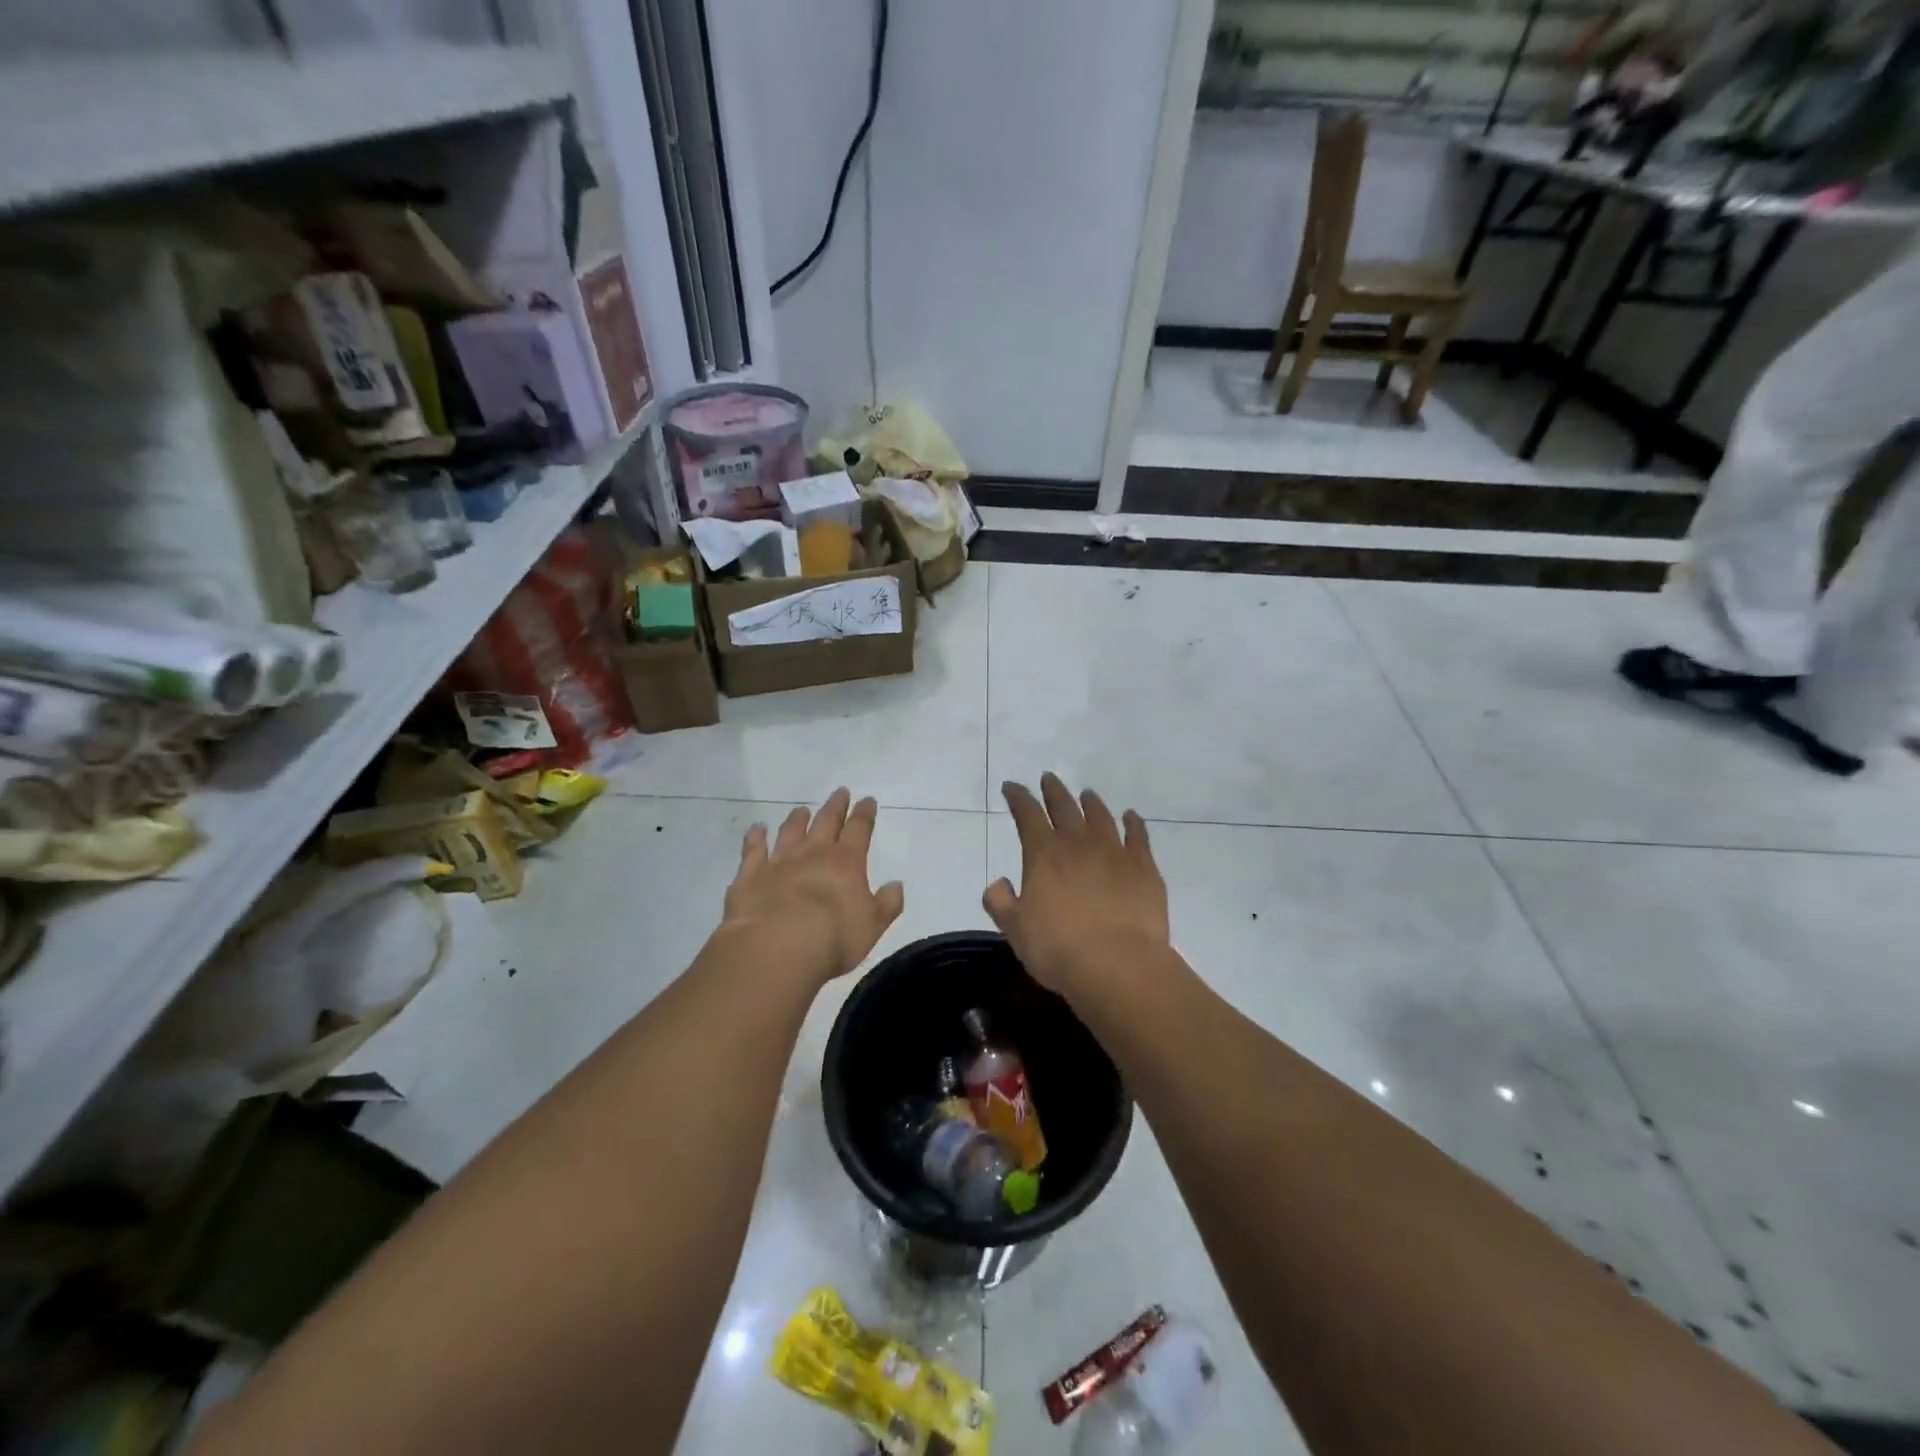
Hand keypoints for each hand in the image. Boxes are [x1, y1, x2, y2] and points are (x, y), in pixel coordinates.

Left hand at [719, 788, 905, 985]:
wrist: (777, 947)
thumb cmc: (833, 939)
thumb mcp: (872, 926)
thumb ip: (886, 903)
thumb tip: (896, 885)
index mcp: (846, 862)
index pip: (859, 829)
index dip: (864, 814)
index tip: (867, 800)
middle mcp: (813, 853)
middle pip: (826, 821)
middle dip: (836, 806)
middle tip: (840, 792)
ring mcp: (779, 861)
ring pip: (790, 831)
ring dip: (797, 819)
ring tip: (801, 810)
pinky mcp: (750, 874)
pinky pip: (753, 849)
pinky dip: (755, 837)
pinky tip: (756, 829)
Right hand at [984, 773, 1169, 997]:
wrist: (1117, 965)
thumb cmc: (1057, 948)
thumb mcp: (1014, 928)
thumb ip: (1001, 901)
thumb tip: (999, 882)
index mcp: (1044, 853)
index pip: (1027, 814)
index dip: (1018, 797)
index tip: (1012, 787)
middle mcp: (1078, 843)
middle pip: (1064, 807)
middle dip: (1053, 791)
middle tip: (1049, 778)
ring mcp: (1115, 851)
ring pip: (1100, 816)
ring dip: (1091, 802)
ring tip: (1086, 794)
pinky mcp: (1144, 867)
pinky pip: (1137, 835)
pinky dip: (1132, 822)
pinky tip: (1130, 817)